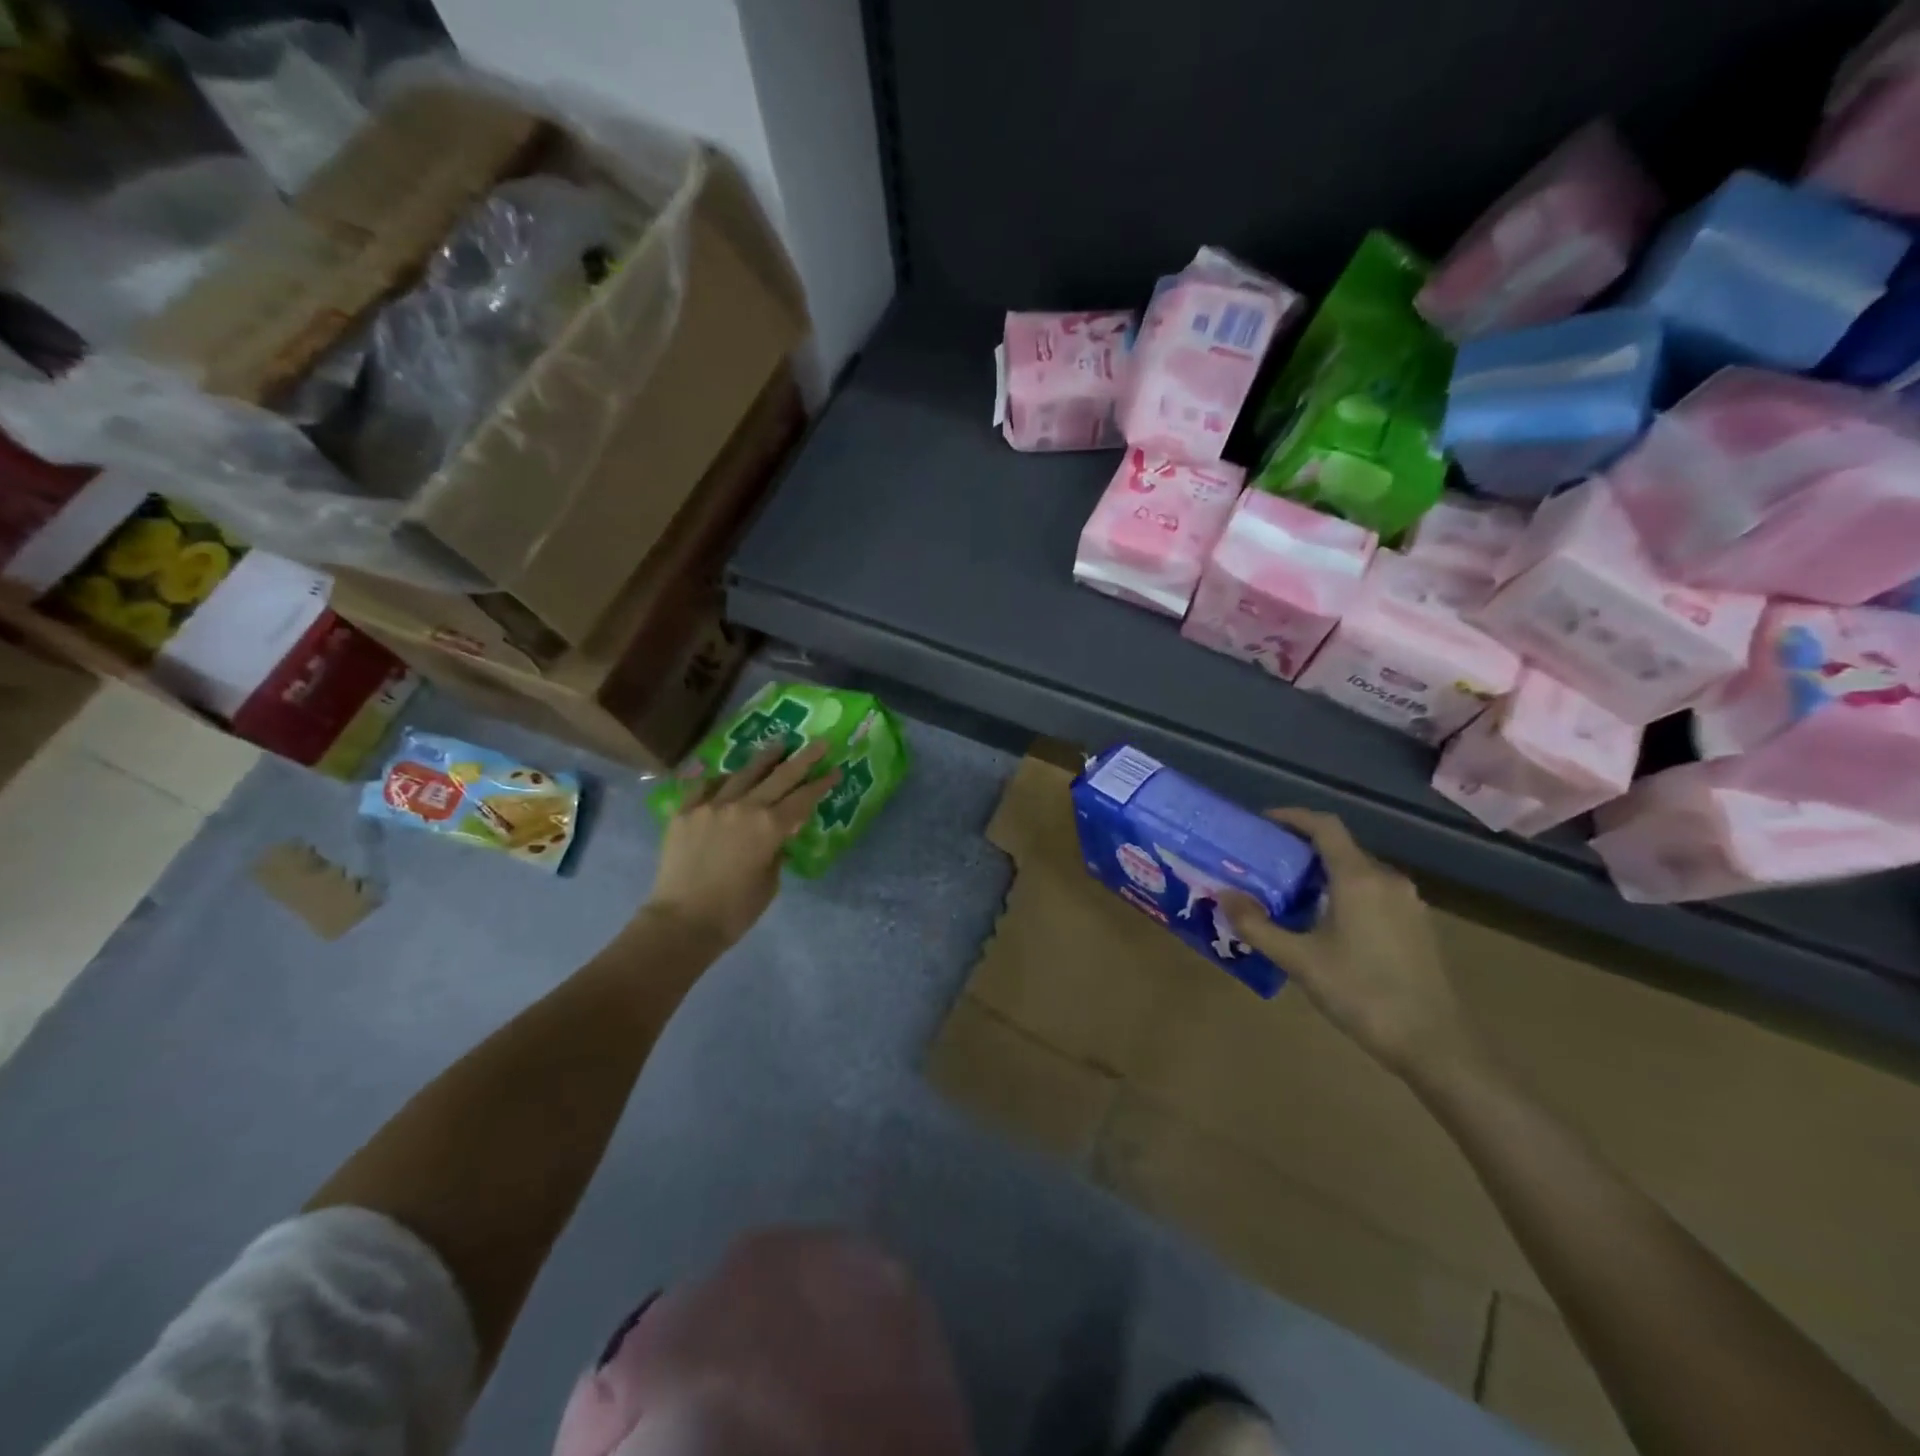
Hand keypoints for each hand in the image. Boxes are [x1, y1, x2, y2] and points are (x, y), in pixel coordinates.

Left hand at [647, 739, 837, 950]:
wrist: (681, 922)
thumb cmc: (735, 910)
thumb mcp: (770, 880)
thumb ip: (777, 849)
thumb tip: (778, 833)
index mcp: (770, 826)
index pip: (803, 798)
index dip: (821, 783)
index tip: (835, 769)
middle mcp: (743, 806)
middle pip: (779, 776)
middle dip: (803, 759)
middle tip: (818, 743)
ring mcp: (711, 805)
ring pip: (744, 773)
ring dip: (765, 758)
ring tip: (779, 745)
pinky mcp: (685, 811)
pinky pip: (707, 786)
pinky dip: (722, 779)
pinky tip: (729, 775)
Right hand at [1218, 808, 1481, 1083]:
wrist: (1436, 1044)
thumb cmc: (1363, 993)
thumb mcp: (1299, 961)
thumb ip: (1257, 926)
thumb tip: (1223, 896)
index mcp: (1359, 878)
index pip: (1325, 826)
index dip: (1293, 816)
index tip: (1262, 821)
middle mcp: (1387, 880)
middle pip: (1340, 848)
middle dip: (1302, 849)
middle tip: (1265, 864)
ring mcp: (1408, 903)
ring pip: (1358, 872)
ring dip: (1323, 874)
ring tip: (1289, 894)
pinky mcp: (1417, 926)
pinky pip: (1374, 893)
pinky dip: (1344, 893)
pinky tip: (1326, 923)